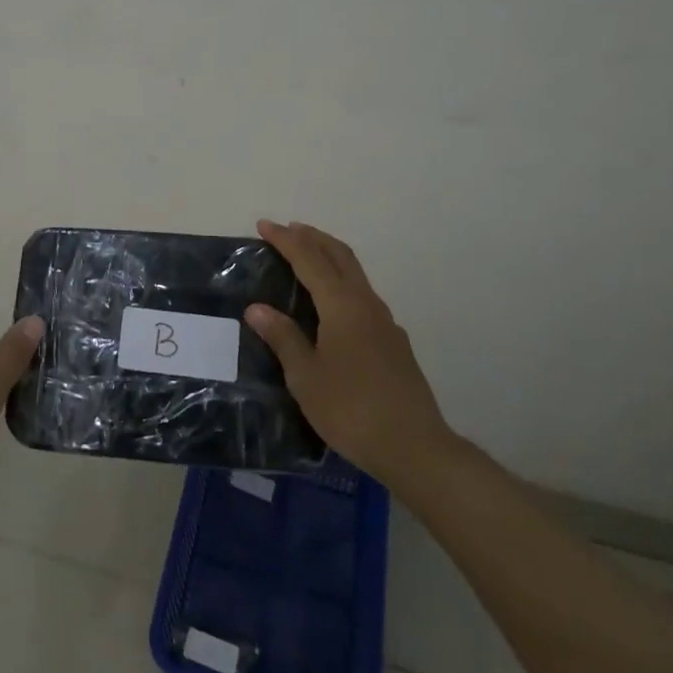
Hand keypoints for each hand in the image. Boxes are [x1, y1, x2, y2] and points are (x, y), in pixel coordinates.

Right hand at [245, 219, 456, 484]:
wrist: (415, 447)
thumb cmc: (351, 409)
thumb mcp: (306, 376)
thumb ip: (283, 338)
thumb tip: (257, 308)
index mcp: (342, 305)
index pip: (309, 259)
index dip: (285, 240)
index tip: (264, 225)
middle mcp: (366, 303)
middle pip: (339, 255)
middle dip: (312, 237)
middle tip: (287, 230)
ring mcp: (385, 322)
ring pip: (355, 274)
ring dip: (330, 257)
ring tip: (307, 259)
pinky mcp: (394, 342)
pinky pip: (363, 296)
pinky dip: (342, 283)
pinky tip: (333, 305)